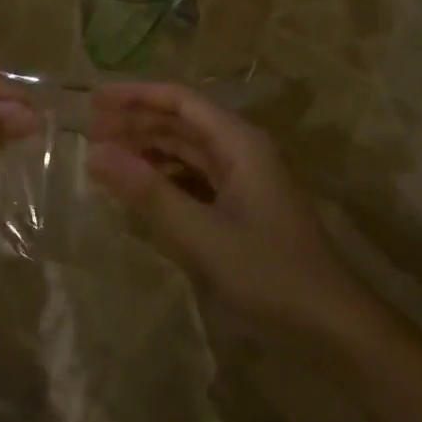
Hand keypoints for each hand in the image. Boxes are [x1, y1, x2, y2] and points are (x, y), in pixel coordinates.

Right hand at [86, 83, 366, 339]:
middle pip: (182, 122)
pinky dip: (164, 178)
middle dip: (136, 122)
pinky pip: (194, 178)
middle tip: (89, 133)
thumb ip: (148, 193)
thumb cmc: (270, 273)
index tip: (93, 101)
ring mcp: (244, 179)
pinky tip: (139, 190)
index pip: (180, 100)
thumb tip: (95, 154)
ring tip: (106, 158)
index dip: (135, 95)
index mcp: (240, 143)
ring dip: (148, 149)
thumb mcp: (201, 234)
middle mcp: (242, 150)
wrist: (332, 326)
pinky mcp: (242, 206)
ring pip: (187, 150)